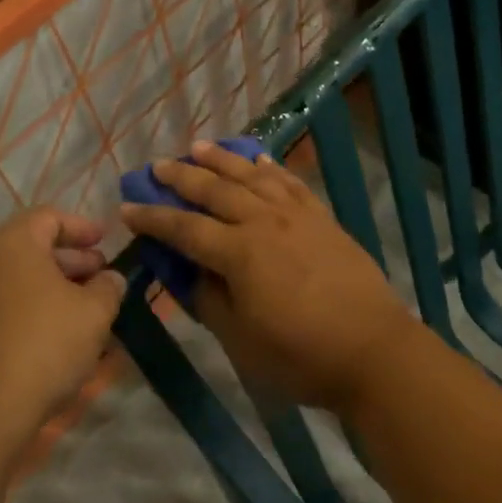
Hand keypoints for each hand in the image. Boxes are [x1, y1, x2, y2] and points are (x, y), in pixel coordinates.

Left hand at [0, 207, 126, 461]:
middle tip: (99, 276)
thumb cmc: (44, 344)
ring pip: (15, 277)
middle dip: (69, 260)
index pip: (50, 217)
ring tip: (82, 308)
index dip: (82, 227)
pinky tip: (53, 333)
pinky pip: (0, 303)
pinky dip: (28, 307)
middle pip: (31, 246)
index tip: (105, 241)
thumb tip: (110, 278)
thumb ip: (108, 287)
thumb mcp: (94, 312)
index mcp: (13, 241)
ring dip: (50, 286)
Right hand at [121, 141, 412, 411]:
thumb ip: (210, 301)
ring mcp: (296, 216)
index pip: (184, 229)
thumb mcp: (241, 341)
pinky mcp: (321, 218)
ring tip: (198, 147)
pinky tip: (259, 161)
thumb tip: (192, 274)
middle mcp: (263, 222)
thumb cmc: (301, 355)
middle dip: (181, 177)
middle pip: (215, 190)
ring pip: (251, 176)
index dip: (153, 218)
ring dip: (222, 160)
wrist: (374, 350)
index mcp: (239, 253)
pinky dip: (270, 169)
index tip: (127, 208)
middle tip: (157, 166)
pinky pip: (289, 183)